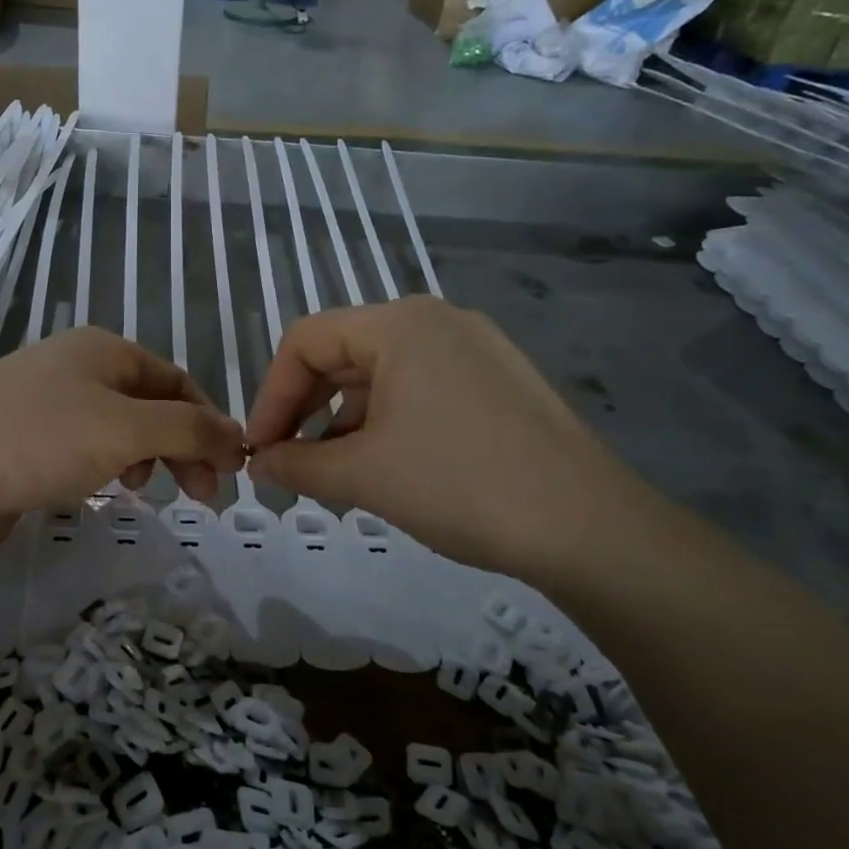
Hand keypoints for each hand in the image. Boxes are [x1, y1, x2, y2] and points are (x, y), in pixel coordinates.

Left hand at [0, 328, 244, 559]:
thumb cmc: (38, 440)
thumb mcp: (126, 430)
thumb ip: (188, 430)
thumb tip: (236, 435)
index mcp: (103, 350)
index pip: (177, 380)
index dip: (209, 422)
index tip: (229, 470)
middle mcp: (76, 368)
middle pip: (149, 405)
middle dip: (181, 447)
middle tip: (201, 497)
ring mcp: (46, 405)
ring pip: (117, 430)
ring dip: (143, 459)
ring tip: (142, 490)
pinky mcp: (23, 442)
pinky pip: (82, 451)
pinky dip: (104, 469)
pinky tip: (100, 492)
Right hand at [244, 298, 661, 588]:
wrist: (589, 528)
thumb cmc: (459, 485)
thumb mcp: (363, 476)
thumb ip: (296, 464)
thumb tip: (259, 464)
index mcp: (399, 324)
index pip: (305, 340)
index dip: (271, 394)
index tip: (260, 449)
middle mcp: (436, 320)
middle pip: (342, 353)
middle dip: (305, 408)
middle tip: (288, 461)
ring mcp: (475, 348)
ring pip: (382, 374)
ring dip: (344, 420)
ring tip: (333, 474)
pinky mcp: (499, 381)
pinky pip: (421, 388)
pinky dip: (388, 422)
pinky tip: (386, 467)